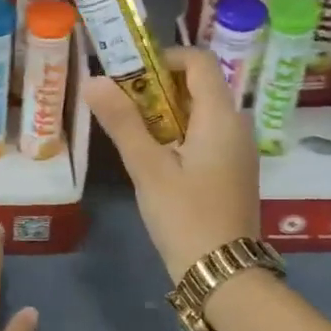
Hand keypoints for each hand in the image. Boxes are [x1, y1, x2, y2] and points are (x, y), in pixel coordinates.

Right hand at [86, 48, 260, 279]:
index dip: (163, 58)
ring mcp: (238, 149)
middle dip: (157, 87)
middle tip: (120, 104)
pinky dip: (178, 133)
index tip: (129, 76)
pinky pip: (206, 135)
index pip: (199, 60)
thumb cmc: (185, 216)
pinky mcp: (233, 169)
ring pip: (200, 112)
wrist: (223, 272)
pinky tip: (153, 157)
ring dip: (164, 112)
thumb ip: (122, 122)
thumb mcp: (147, 168)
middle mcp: (237, 124)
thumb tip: (93, 80)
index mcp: (221, 116)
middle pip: (198, 85)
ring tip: (130, 131)